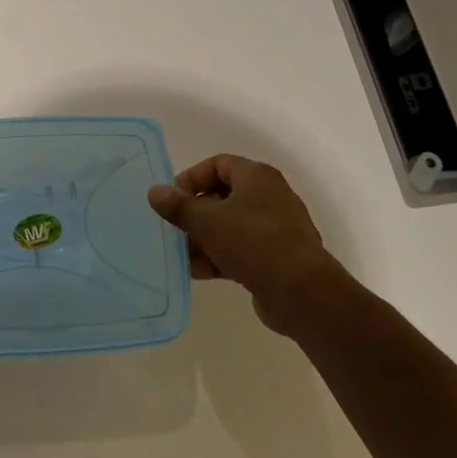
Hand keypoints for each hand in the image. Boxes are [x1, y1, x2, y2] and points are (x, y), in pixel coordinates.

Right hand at [148, 155, 341, 335]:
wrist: (302, 293)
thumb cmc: (253, 242)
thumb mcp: (207, 220)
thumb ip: (178, 206)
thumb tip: (154, 191)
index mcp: (257, 177)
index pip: (217, 164)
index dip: (191, 178)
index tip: (172, 199)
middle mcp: (269, 197)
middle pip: (222, 197)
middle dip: (194, 214)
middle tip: (174, 229)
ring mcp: (276, 230)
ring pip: (230, 227)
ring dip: (203, 239)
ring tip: (181, 256)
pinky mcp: (277, 259)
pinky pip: (241, 251)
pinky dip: (219, 257)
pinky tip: (197, 272)